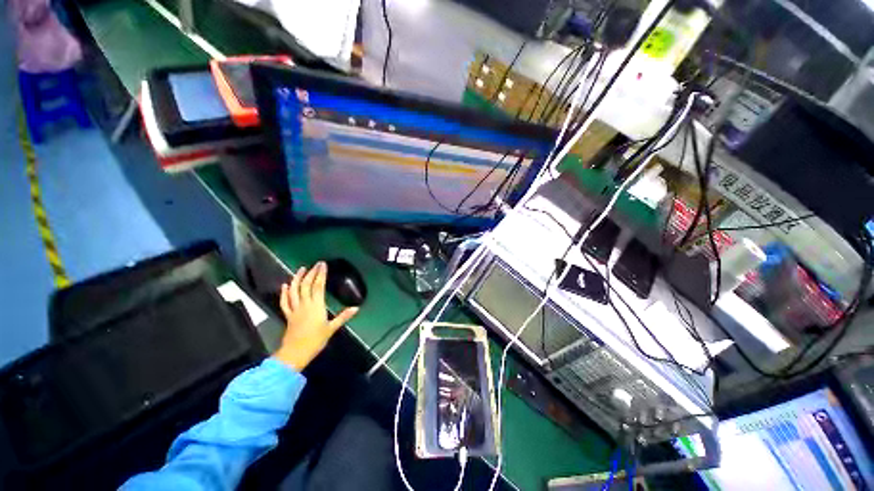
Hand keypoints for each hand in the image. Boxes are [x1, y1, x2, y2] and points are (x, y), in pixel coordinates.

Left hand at [273, 262, 358, 370]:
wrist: (295, 353)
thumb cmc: (315, 341)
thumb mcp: (332, 328)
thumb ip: (343, 317)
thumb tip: (356, 308)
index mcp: (316, 306)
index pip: (318, 286)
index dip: (321, 274)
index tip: (323, 265)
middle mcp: (304, 305)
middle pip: (306, 285)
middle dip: (311, 273)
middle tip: (315, 264)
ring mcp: (294, 309)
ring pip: (294, 291)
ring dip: (297, 279)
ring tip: (300, 269)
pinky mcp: (288, 315)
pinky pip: (284, 302)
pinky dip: (284, 293)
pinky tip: (285, 285)